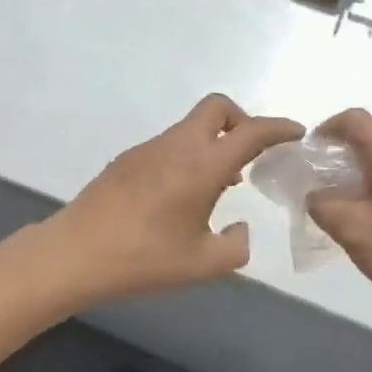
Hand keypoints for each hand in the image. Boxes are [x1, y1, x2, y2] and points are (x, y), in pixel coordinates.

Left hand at [48, 95, 302, 300]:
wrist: (74, 254)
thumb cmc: (143, 258)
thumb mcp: (203, 264)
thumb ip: (236, 246)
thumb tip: (240, 228)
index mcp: (201, 165)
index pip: (250, 132)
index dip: (279, 128)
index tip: (297, 133)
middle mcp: (177, 146)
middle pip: (216, 108)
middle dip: (242, 120)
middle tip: (252, 155)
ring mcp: (148, 149)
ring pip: (191, 127)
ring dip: (213, 142)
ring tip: (221, 185)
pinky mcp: (127, 159)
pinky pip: (170, 144)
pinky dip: (189, 155)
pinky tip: (182, 196)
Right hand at [307, 109, 371, 335]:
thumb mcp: (354, 231)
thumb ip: (323, 206)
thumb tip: (314, 196)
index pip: (356, 120)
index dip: (326, 127)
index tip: (307, 153)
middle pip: (371, 140)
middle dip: (338, 156)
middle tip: (315, 184)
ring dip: (356, 177)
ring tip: (337, 208)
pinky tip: (367, 226)